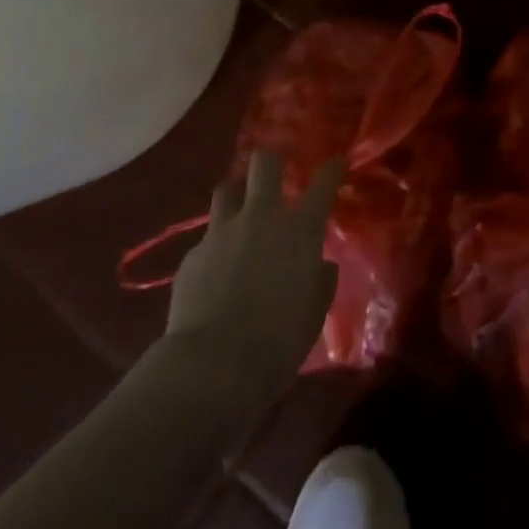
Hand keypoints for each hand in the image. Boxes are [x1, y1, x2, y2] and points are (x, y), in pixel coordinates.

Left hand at [161, 150, 343, 387]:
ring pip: (226, 189)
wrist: (214, 365)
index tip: (336, 163)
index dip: (332, 169)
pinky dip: (214, 248)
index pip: (323, 183)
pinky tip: (214, 273)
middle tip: (273, 175)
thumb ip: (320, 280)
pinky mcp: (192, 256)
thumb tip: (320, 265)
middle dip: (270, 162)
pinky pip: (206, 240)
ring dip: (235, 195)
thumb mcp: (315, 312)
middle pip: (264, 163)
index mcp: (299, 230)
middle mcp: (261, 218)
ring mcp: (222, 233)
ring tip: (238, 212)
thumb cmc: (279, 340)